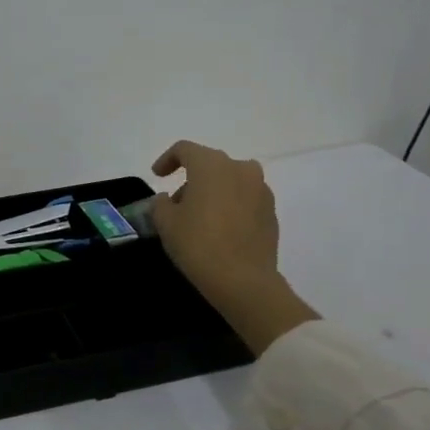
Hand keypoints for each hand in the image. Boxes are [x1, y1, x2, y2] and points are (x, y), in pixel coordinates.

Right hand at [151, 141, 318, 353]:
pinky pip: (245, 198)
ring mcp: (261, 189)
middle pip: (210, 164)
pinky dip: (230, 205)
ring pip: (230, 180)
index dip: (167, 160)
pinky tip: (220, 228)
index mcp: (212, 166)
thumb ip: (161, 204)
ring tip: (199, 217)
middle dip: (191, 179)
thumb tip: (168, 199)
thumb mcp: (166, 223)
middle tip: (176, 203)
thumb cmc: (198, 244)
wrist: (243, 280)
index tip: (157, 176)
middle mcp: (240, 169)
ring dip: (213, 191)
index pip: (185, 149)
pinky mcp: (271, 211)